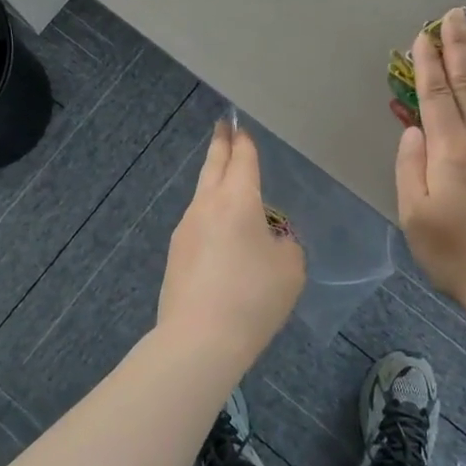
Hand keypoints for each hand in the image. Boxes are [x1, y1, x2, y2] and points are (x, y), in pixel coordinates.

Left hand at [157, 121, 305, 360]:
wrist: (199, 340)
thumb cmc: (253, 297)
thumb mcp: (290, 269)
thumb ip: (286, 246)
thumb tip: (270, 242)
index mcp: (237, 200)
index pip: (242, 160)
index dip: (244, 142)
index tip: (239, 125)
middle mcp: (206, 206)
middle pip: (213, 167)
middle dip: (220, 145)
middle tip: (222, 127)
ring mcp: (185, 230)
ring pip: (202, 196)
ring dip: (214, 184)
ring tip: (227, 184)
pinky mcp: (175, 256)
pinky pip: (197, 225)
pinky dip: (210, 218)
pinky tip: (220, 236)